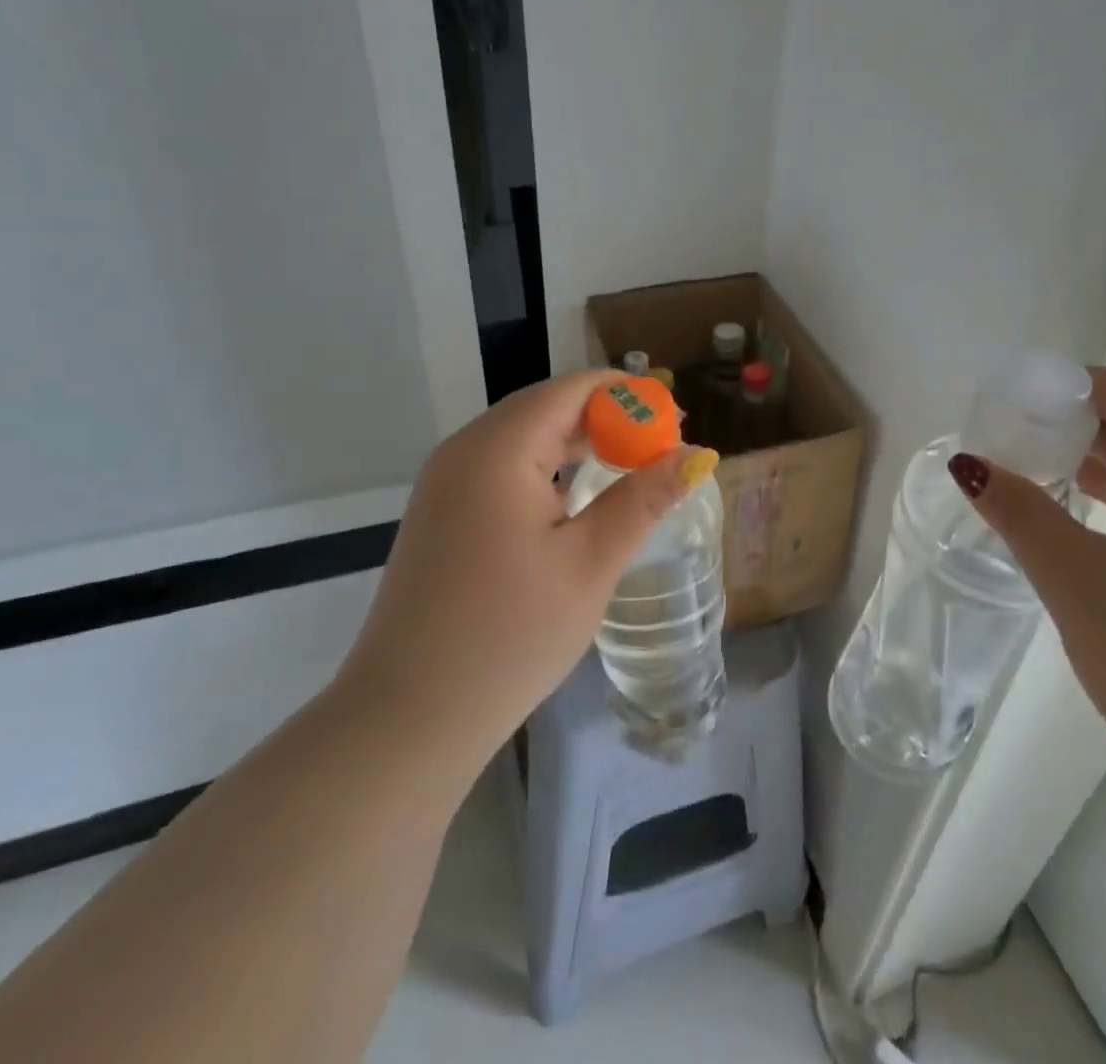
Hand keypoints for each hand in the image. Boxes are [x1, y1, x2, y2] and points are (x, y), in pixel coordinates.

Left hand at [335, 372, 713, 784]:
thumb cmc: (509, 636)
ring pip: (524, 435)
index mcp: (499, 449)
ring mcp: (445, 481)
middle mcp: (465, 449)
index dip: (629, 395)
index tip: (677, 421)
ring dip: (579, 442)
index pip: (573, 389)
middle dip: (608, 417)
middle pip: (547, 406)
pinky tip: (576, 497)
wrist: (408, 717)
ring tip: (630, 467)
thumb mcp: (590, 563)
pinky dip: (547, 467)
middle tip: (661, 449)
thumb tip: (697, 455)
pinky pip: (502, 466)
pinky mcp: (441, 512)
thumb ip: (643, 499)